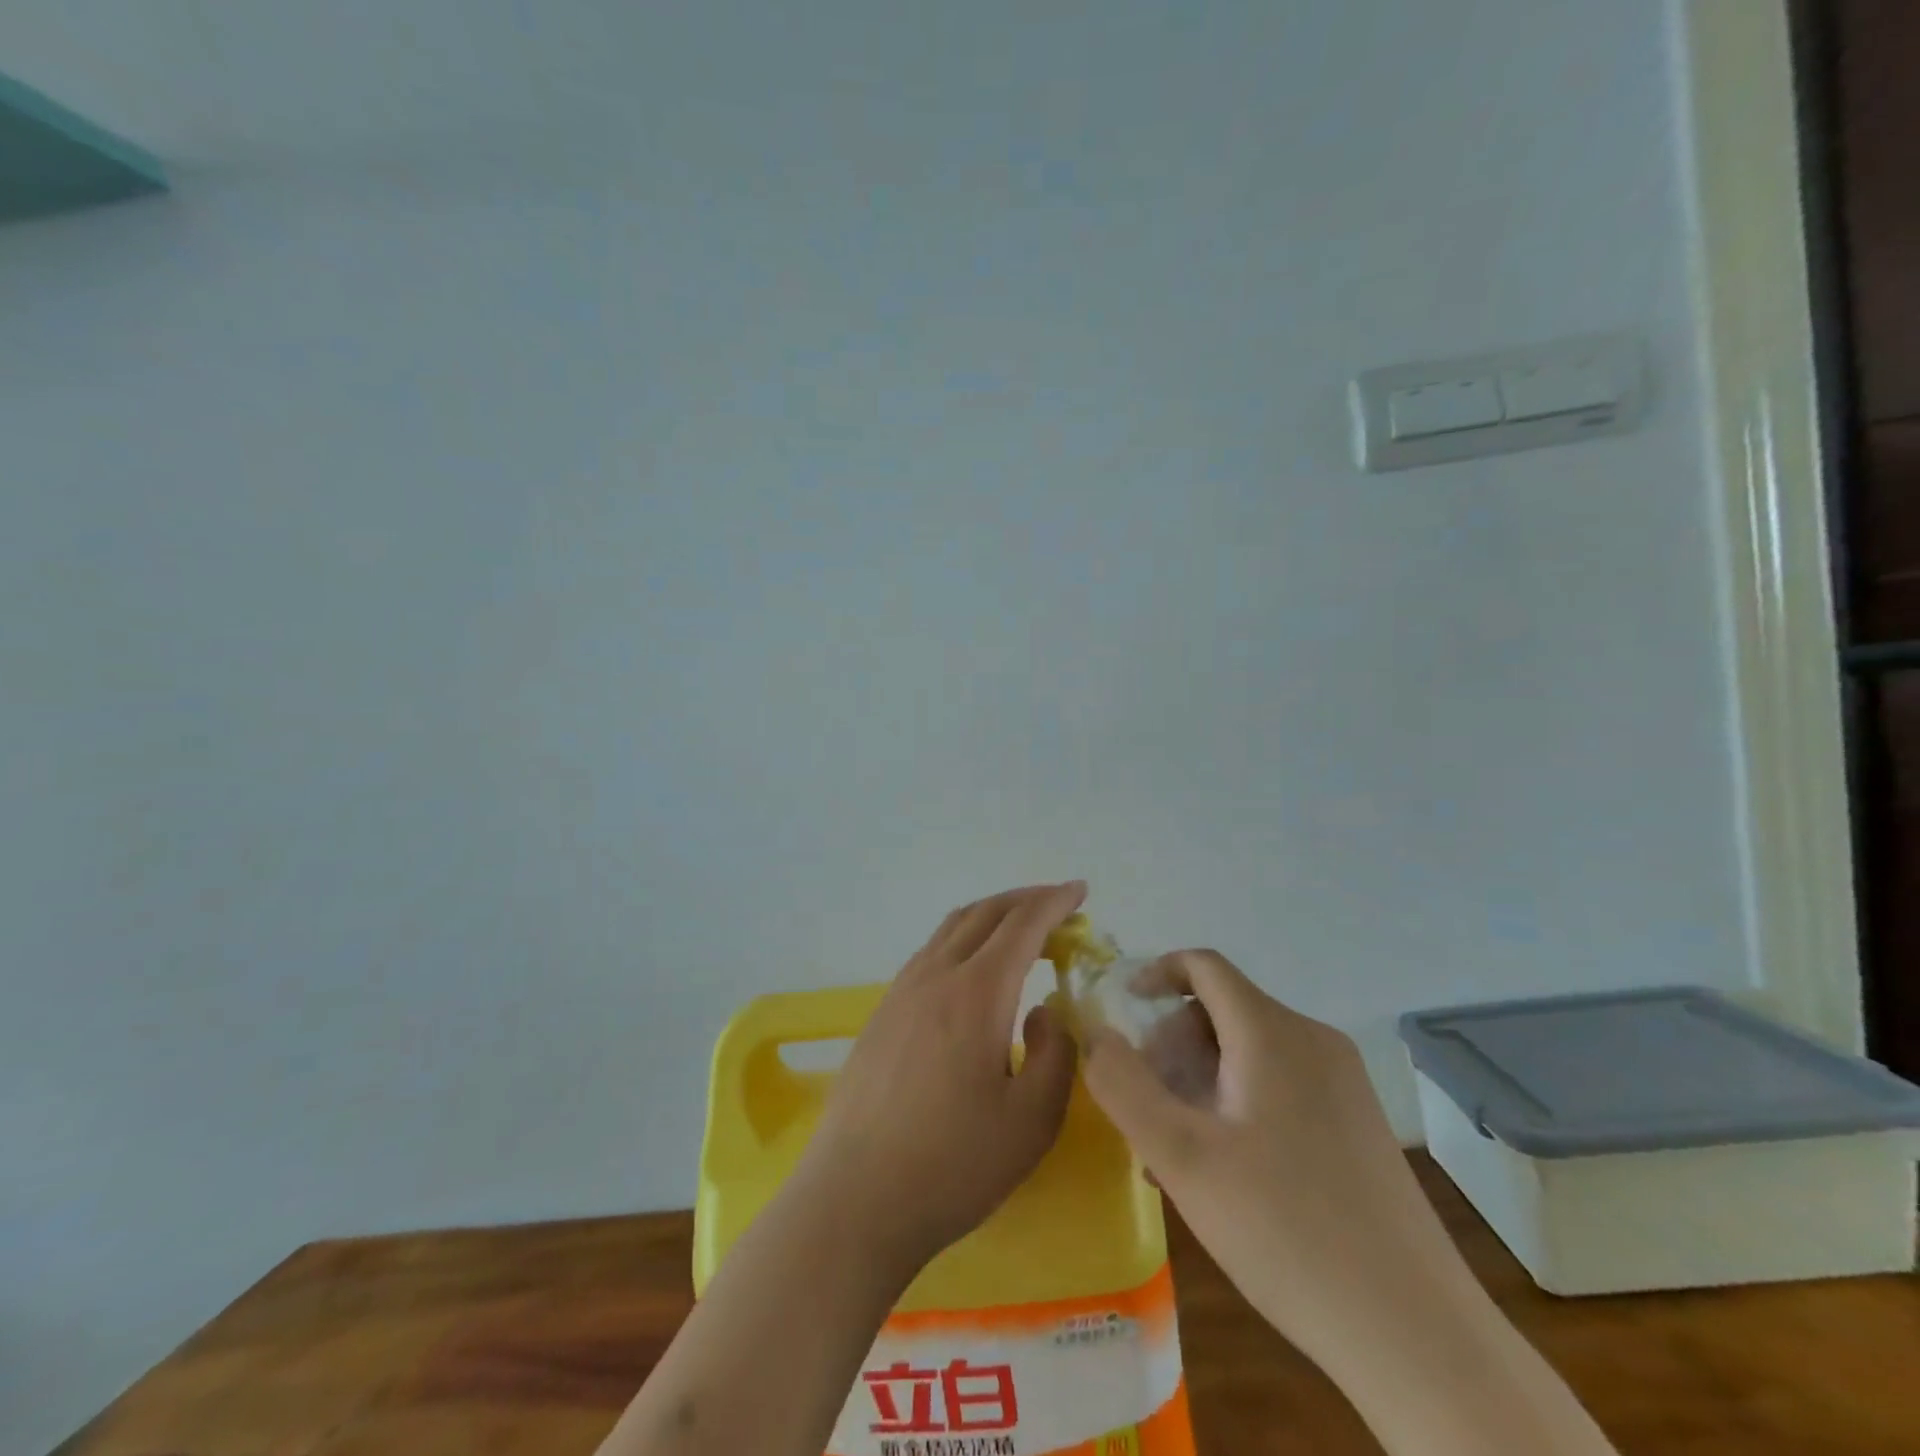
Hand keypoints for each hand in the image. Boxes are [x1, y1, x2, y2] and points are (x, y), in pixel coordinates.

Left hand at [794, 881, 1085, 1277]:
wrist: (855, 1198)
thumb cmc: (952, 1165)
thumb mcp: (1032, 1120)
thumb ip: (1055, 1054)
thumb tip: (1044, 1010)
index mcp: (976, 992)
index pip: (1022, 924)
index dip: (1055, 902)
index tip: (1081, 891)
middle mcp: (935, 975)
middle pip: (984, 913)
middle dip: (1025, 899)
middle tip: (1058, 905)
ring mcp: (901, 991)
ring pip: (951, 928)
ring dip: (991, 916)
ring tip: (1021, 930)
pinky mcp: (882, 1013)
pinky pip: (930, 953)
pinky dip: (963, 939)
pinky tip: (974, 970)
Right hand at [1083, 950, 1480, 1377]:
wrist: (1417, 1336)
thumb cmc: (1286, 1231)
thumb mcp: (1182, 1157)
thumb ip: (1123, 1084)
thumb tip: (1094, 1031)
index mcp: (1272, 1032)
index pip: (1204, 966)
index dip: (1155, 974)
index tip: (1122, 1012)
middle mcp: (1312, 1040)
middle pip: (1221, 1012)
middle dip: (1171, 1048)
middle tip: (1147, 1114)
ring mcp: (1342, 1083)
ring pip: (1247, 1053)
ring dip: (1199, 1083)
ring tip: (1178, 1156)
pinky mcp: (1357, 1123)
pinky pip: (1278, 1085)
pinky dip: (1236, 1104)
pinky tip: (1224, 1173)